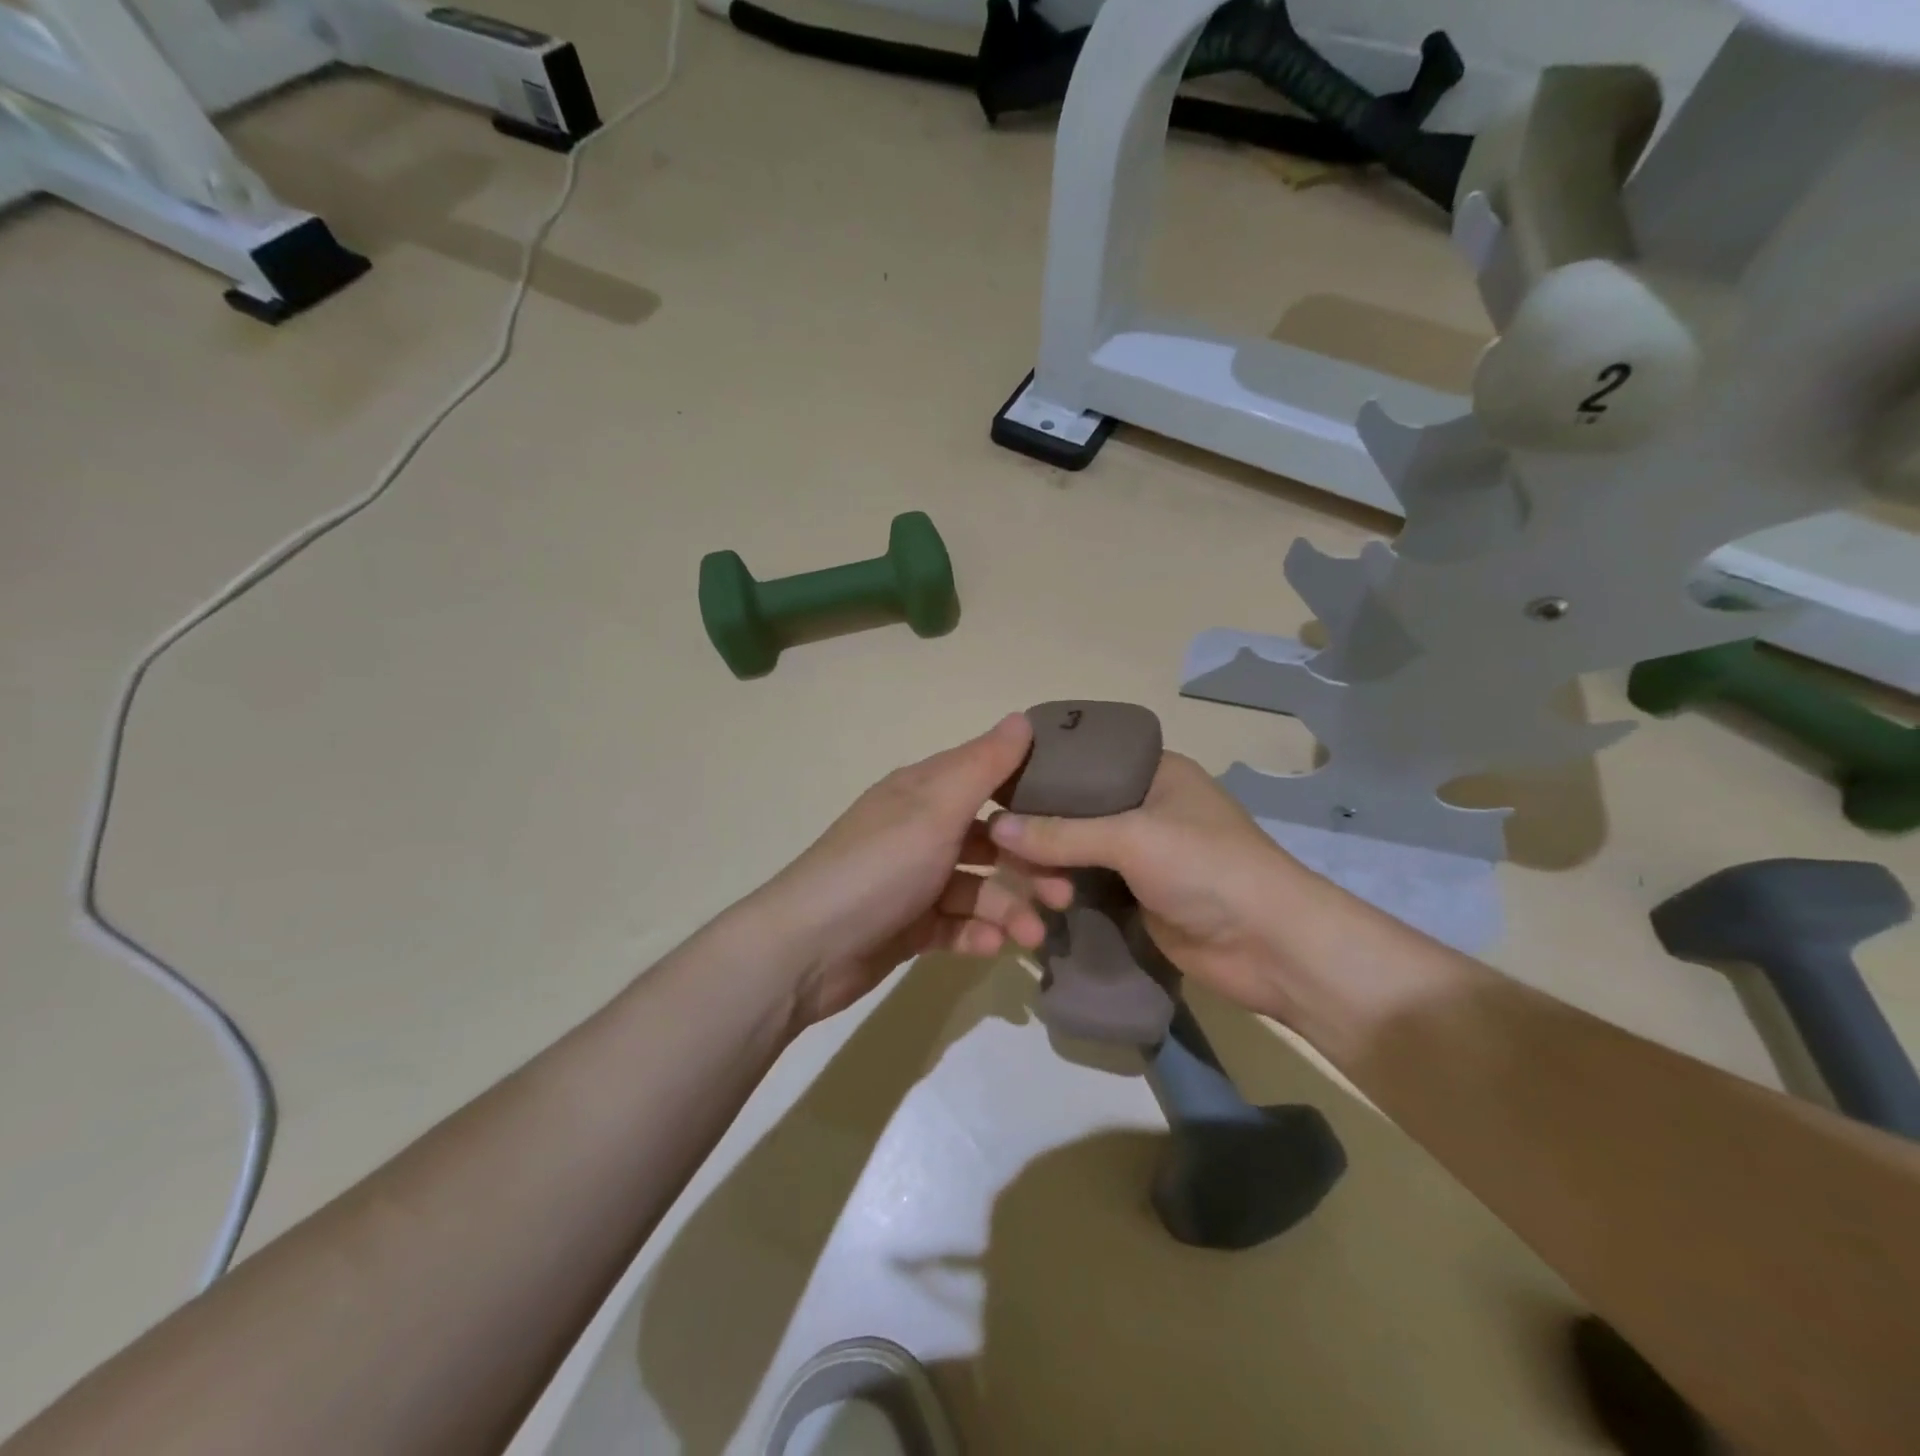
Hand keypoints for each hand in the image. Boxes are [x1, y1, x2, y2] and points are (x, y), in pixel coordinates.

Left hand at [743, 714, 1072, 1027]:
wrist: (806, 949)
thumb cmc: (878, 867)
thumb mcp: (935, 810)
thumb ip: (983, 766)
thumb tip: (1022, 717)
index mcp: (923, 792)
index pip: (985, 774)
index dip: (1028, 787)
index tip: (1075, 807)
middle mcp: (920, 830)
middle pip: (989, 838)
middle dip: (1029, 863)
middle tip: (1065, 893)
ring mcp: (914, 880)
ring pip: (977, 887)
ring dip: (1009, 908)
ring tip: (1034, 935)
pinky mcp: (908, 924)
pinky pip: (955, 924)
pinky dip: (977, 934)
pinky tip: (994, 949)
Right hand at [988, 752, 1325, 1018]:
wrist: (1272, 947)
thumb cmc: (1208, 869)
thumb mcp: (1133, 838)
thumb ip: (1062, 832)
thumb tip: (994, 827)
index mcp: (1151, 771)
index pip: (1082, 759)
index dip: (1039, 770)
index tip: (991, 785)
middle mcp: (1143, 806)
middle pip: (1074, 808)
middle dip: (1037, 825)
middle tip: (990, 840)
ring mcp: (1140, 855)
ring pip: (1076, 851)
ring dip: (1047, 864)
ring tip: (1008, 877)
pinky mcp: (1136, 897)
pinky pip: (1086, 886)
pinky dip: (1061, 891)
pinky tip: (1028, 897)